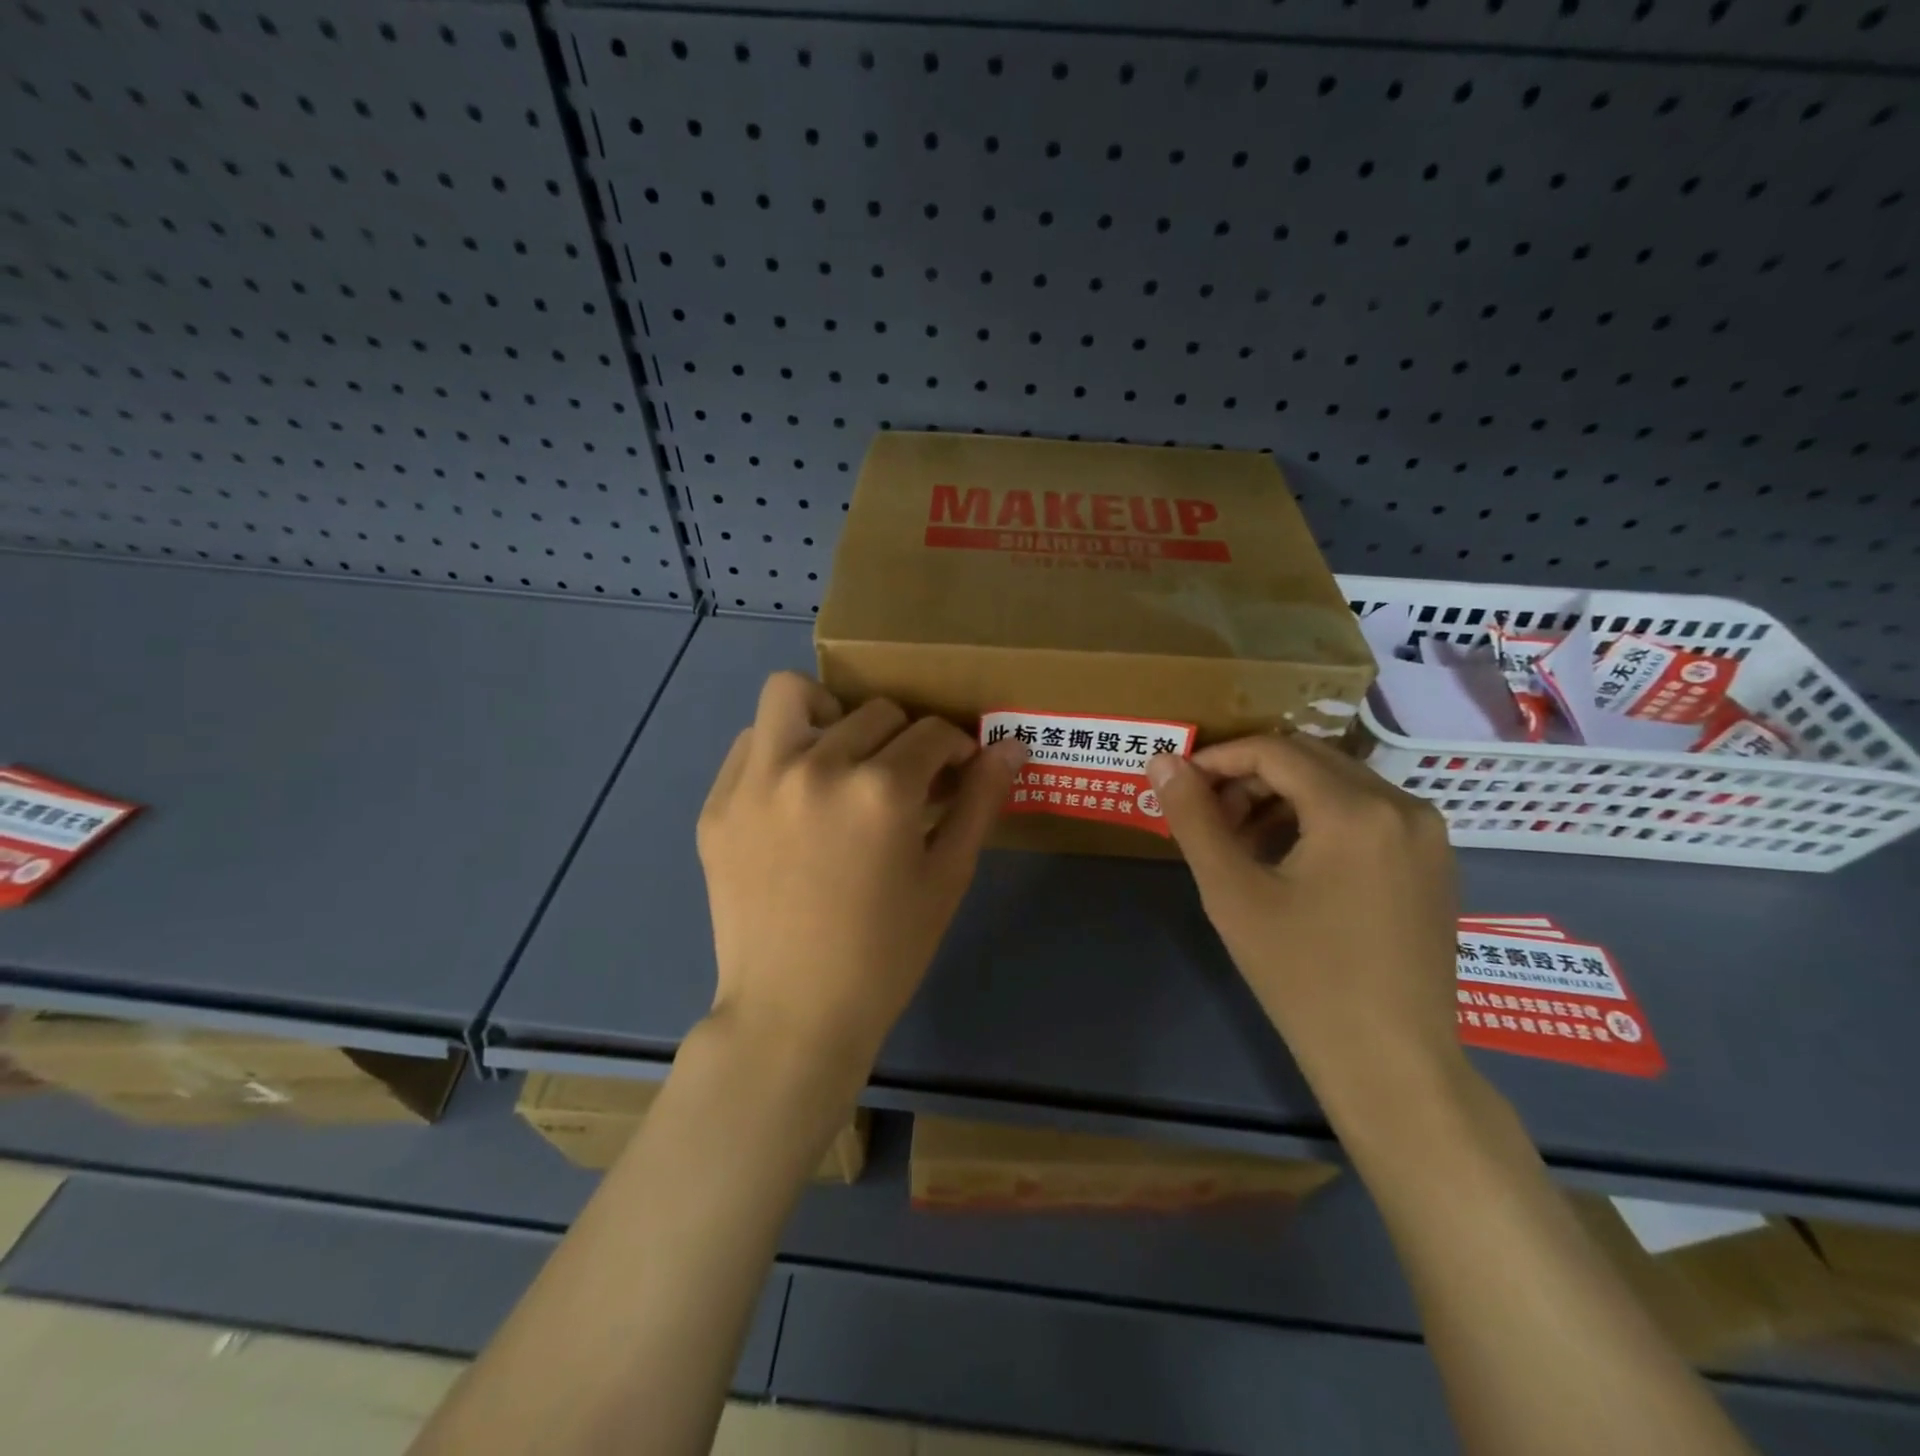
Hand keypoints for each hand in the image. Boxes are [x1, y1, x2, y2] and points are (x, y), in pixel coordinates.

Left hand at [697, 673, 1026, 1081]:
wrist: (792, 1013)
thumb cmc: (885, 952)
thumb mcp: (947, 876)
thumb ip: (981, 801)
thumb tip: (1012, 746)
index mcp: (880, 789)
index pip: (933, 732)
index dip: (957, 749)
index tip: (957, 773)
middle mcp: (815, 766)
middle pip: (876, 712)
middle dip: (906, 739)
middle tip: (907, 781)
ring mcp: (756, 781)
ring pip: (795, 695)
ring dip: (831, 714)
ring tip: (841, 758)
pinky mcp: (718, 804)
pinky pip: (751, 743)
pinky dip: (781, 750)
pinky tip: (796, 794)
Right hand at [1146, 734, 1464, 1122]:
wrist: (1391, 1063)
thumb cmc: (1303, 976)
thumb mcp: (1233, 893)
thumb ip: (1193, 818)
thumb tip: (1162, 761)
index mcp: (1356, 809)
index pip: (1274, 751)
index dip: (1218, 759)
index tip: (1180, 784)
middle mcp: (1402, 806)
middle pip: (1309, 759)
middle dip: (1249, 777)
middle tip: (1207, 815)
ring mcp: (1427, 835)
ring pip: (1338, 785)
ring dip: (1282, 798)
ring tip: (1240, 841)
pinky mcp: (1434, 863)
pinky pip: (1366, 814)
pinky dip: (1318, 819)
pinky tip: (1289, 860)